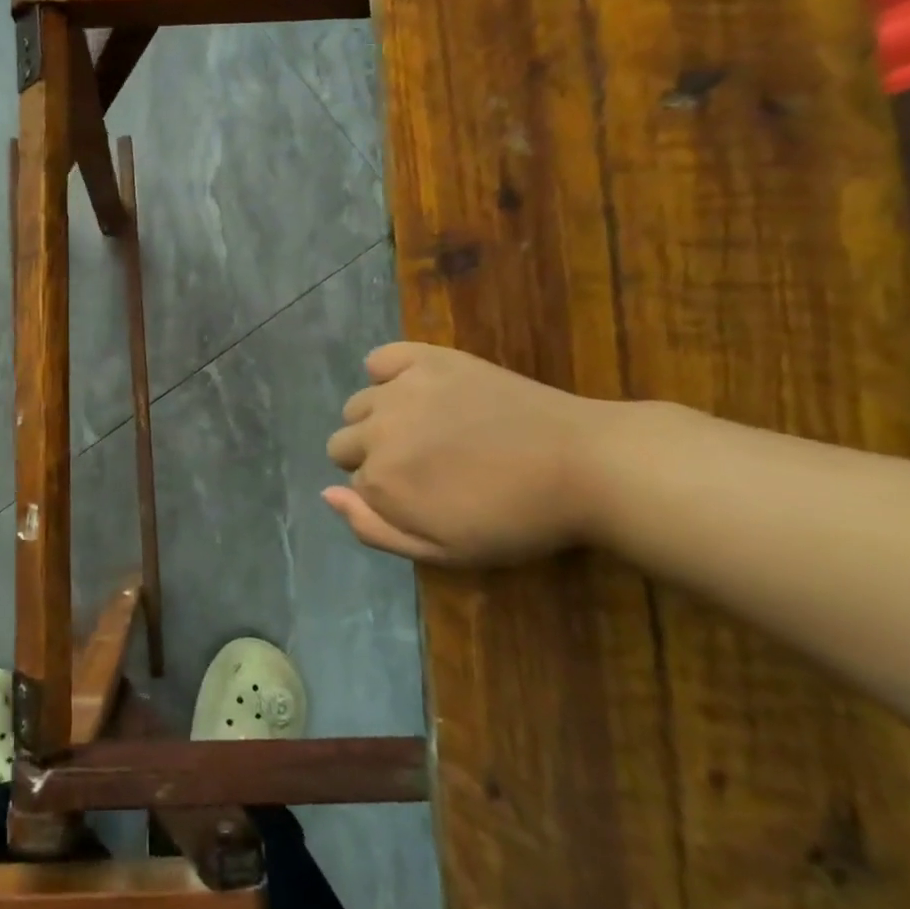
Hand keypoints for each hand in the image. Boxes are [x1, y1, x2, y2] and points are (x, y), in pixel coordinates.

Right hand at [324, 343, 613, 566]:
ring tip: (427, 428)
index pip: (356, 485)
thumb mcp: (444, 550)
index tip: (424, 497)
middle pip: (344, 442)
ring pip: (358, 404)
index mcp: (381, 480)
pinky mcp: (428, 359)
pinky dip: (387, 373)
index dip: (387, 494)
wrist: (583, 464)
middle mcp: (378, 430)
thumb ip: (374, 528)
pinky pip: (381, 358)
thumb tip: (326, 493)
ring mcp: (401, 389)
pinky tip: (414, 389)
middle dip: (372, 456)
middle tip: (424, 464)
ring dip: (379, 419)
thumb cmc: (515, 519)